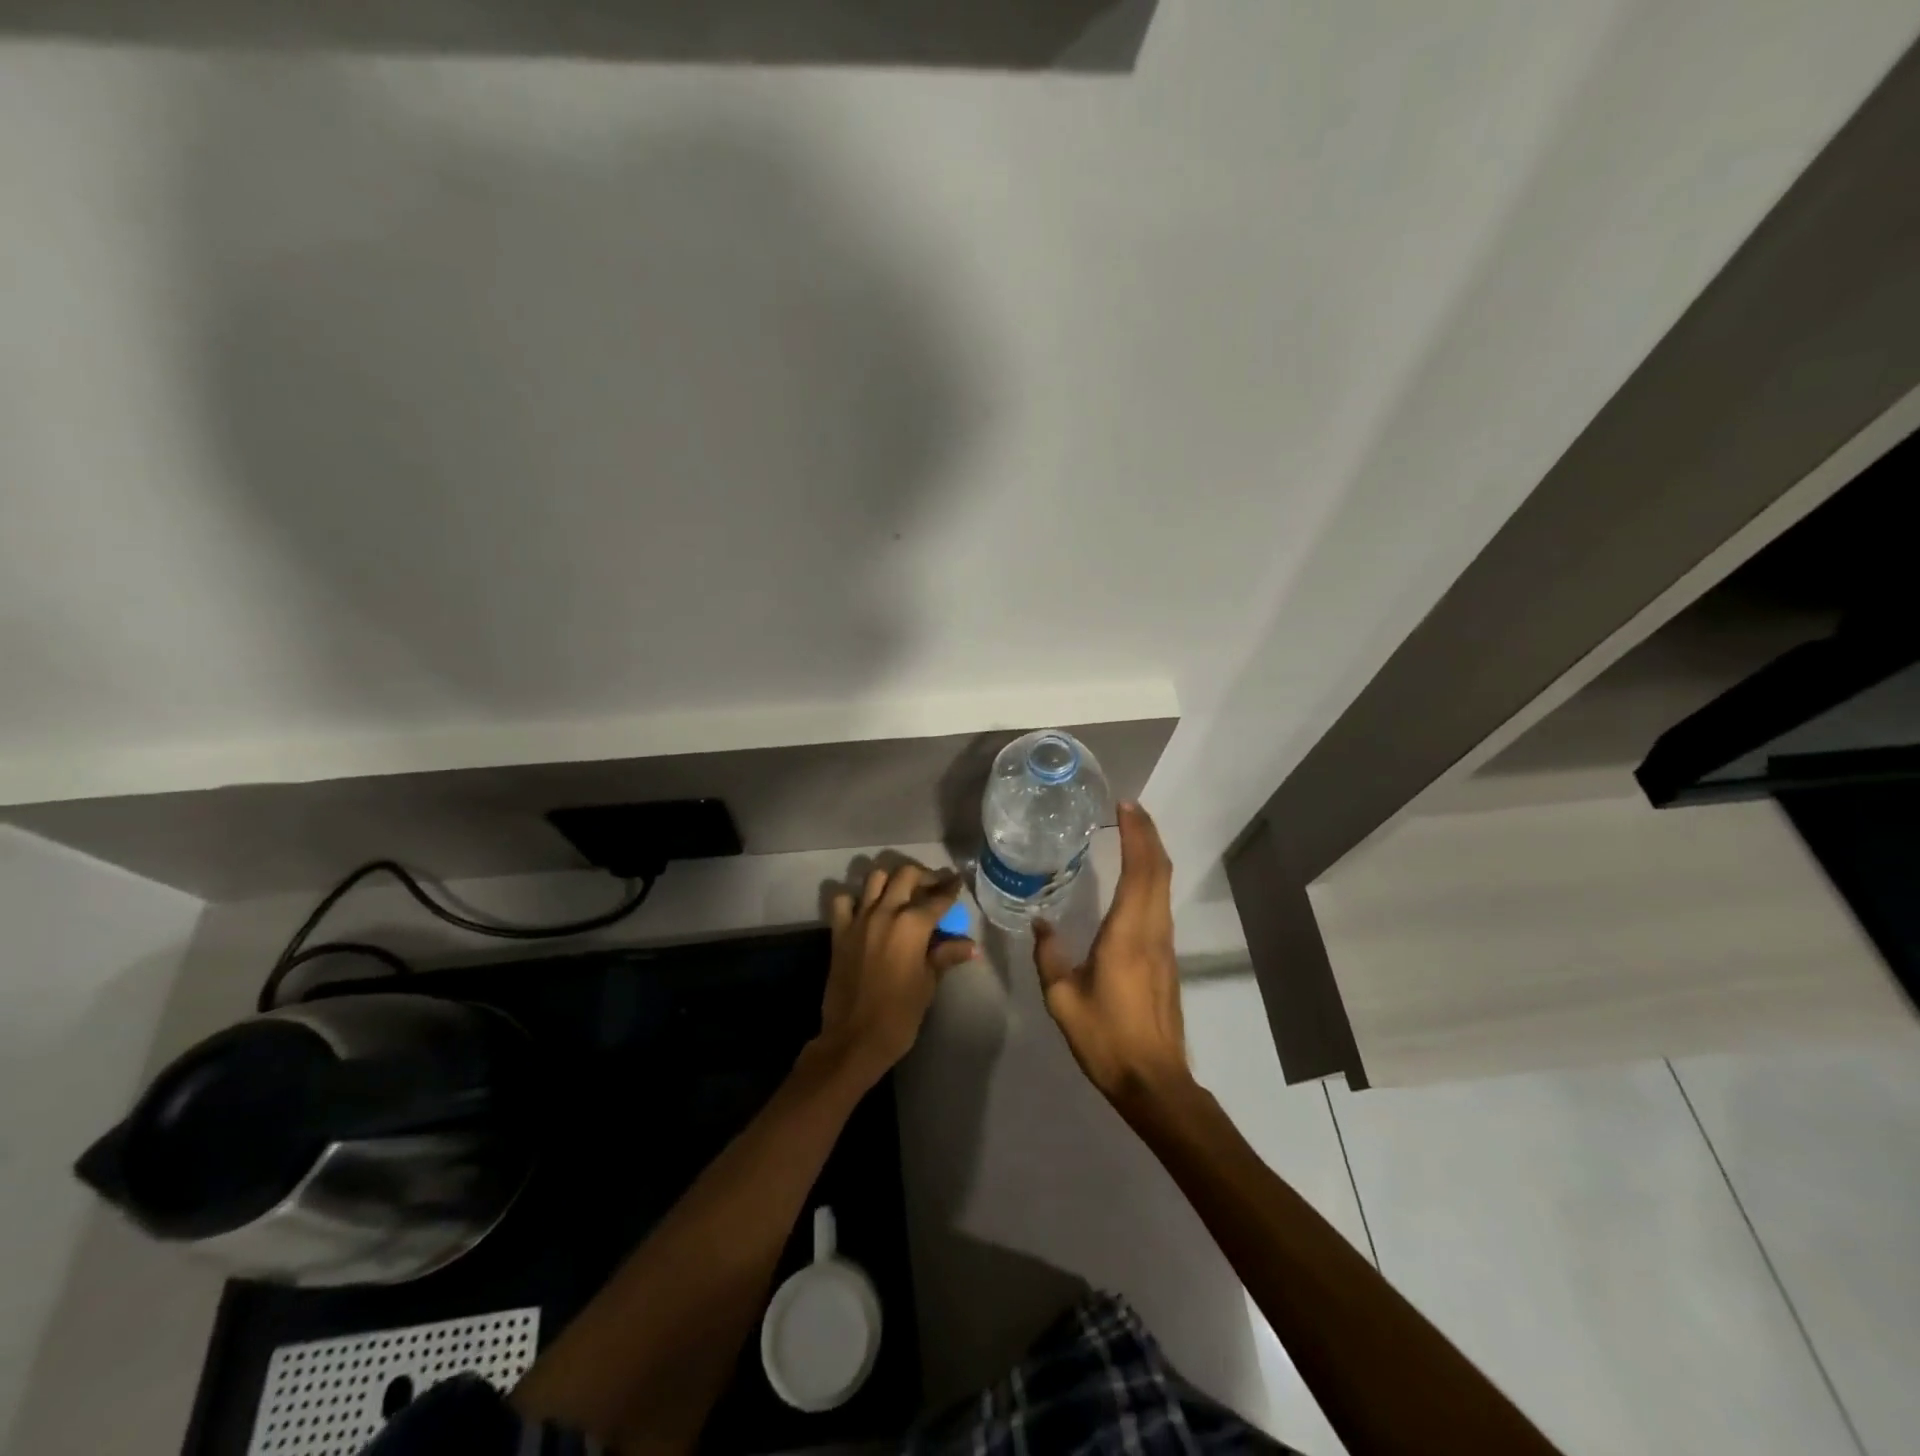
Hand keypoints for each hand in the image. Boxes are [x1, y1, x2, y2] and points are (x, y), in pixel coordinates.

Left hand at [820, 861, 977, 1088]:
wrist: (854, 1038)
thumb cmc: (899, 1014)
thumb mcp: (928, 983)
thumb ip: (945, 956)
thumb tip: (970, 946)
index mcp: (913, 924)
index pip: (938, 898)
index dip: (951, 889)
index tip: (957, 882)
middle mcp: (886, 912)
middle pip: (906, 875)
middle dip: (923, 875)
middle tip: (933, 885)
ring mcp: (859, 919)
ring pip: (874, 878)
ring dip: (891, 879)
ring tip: (901, 891)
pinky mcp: (839, 931)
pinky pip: (843, 901)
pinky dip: (854, 898)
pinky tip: (865, 909)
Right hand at [1034, 803, 1192, 1113]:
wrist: (1154, 1080)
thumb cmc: (1106, 1038)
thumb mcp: (1063, 999)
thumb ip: (1049, 956)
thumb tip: (1041, 923)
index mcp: (1128, 934)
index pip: (1140, 870)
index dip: (1137, 834)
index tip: (1125, 806)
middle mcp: (1152, 930)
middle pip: (1159, 870)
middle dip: (1148, 833)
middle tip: (1129, 808)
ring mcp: (1164, 943)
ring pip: (1164, 885)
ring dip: (1152, 853)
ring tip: (1131, 832)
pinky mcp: (1166, 957)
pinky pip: (1161, 901)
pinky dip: (1152, 876)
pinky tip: (1134, 877)